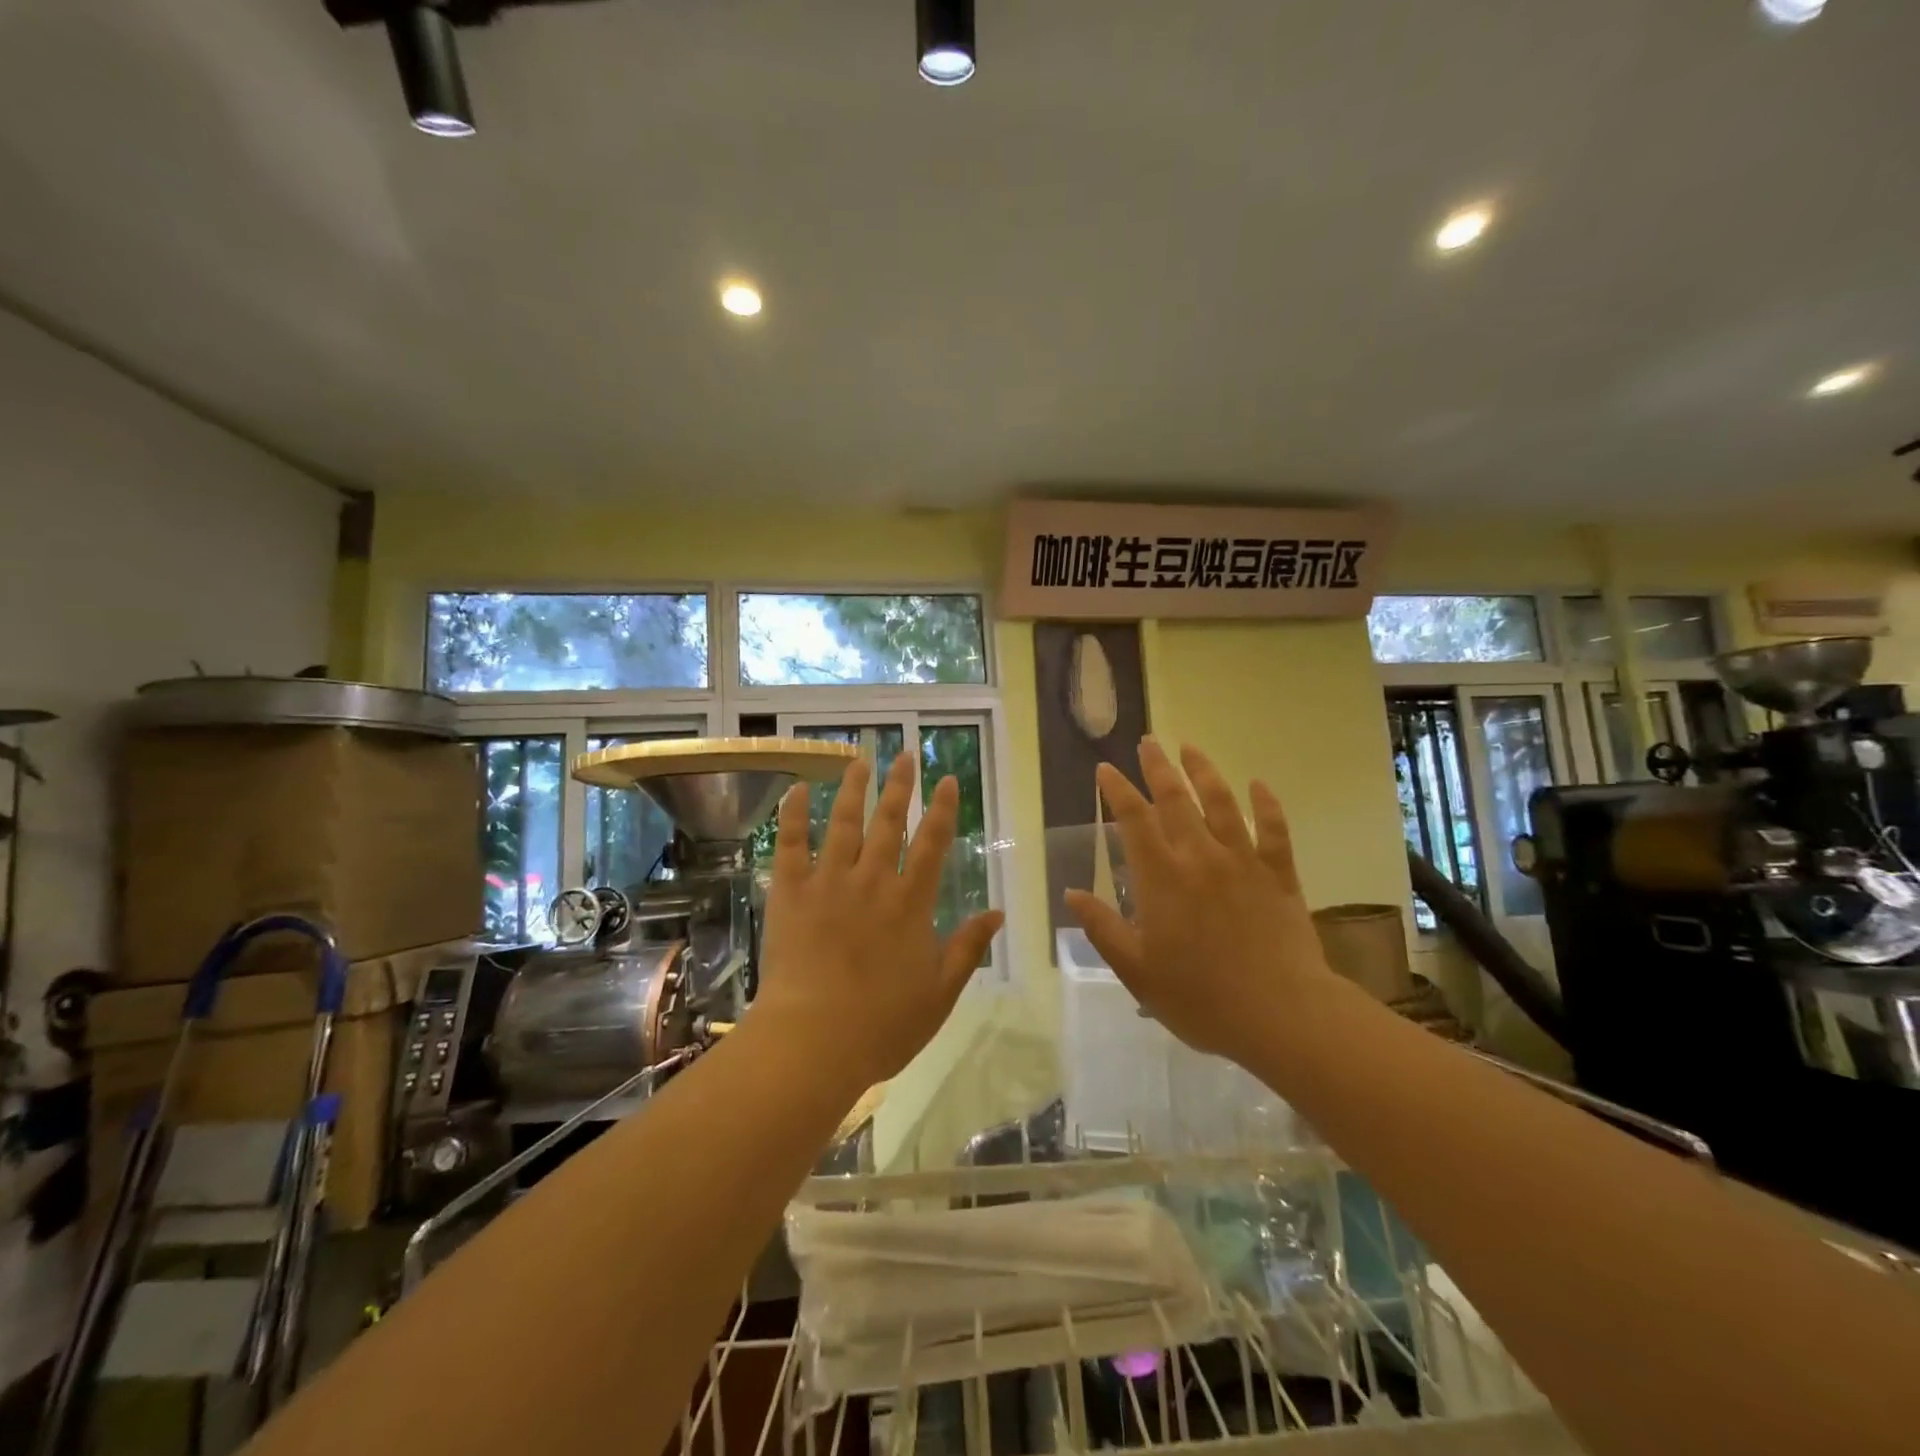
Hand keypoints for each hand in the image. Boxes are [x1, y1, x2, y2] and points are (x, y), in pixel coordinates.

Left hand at [752, 751, 1004, 1089]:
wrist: (813, 1041)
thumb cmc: (882, 1024)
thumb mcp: (940, 992)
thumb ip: (968, 948)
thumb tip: (999, 912)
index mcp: (910, 903)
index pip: (933, 843)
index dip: (942, 809)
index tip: (948, 780)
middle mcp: (873, 881)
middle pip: (890, 823)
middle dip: (900, 786)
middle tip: (904, 754)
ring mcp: (829, 882)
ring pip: (844, 823)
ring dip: (854, 789)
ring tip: (860, 760)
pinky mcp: (791, 893)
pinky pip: (791, 844)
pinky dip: (794, 815)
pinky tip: (798, 789)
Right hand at [1065, 740, 1333, 1067]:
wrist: (1281, 1015)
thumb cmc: (1200, 998)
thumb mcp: (1137, 971)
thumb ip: (1102, 928)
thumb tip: (1071, 895)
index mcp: (1162, 878)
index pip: (1134, 820)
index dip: (1117, 790)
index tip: (1106, 768)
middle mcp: (1200, 857)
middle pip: (1175, 799)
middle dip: (1158, 767)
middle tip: (1148, 742)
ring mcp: (1243, 862)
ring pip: (1221, 803)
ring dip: (1203, 771)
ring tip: (1190, 748)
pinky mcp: (1279, 874)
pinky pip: (1273, 830)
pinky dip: (1266, 804)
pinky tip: (1258, 784)